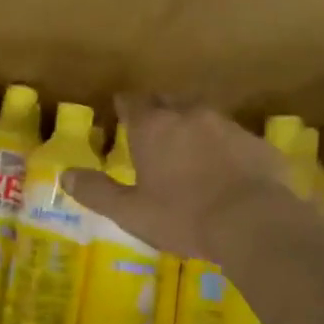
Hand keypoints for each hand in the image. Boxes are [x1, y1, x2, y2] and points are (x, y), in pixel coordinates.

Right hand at [63, 96, 307, 260]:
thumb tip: (65, 176)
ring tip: (187, 147)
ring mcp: (228, 126)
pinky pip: (233, 138)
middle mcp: (190, 116)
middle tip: (152, 127)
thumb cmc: (182, 216)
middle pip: (169, 101)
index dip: (125, 104)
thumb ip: (97, 192)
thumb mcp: (130, 212)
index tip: (121, 109)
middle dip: (158, 110)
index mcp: (154, 129)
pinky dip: (223, 147)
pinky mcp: (258, 144)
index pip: (133, 102)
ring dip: (192, 126)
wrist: (252, 223)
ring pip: (203, 116)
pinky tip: (224, 168)